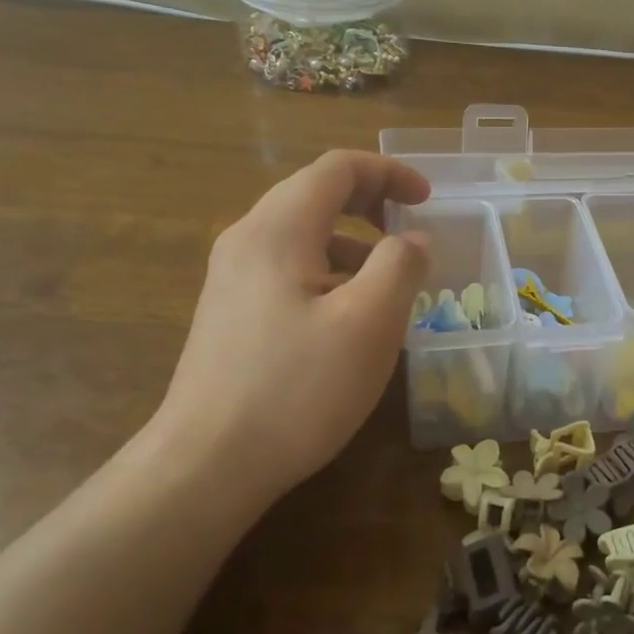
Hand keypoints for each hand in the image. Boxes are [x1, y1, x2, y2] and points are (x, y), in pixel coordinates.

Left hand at [155, 151, 431, 503]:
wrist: (206, 465)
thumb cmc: (297, 388)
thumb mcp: (370, 323)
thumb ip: (400, 266)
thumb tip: (412, 240)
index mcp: (278, 229)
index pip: (337, 168)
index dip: (389, 173)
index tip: (427, 201)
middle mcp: (247, 240)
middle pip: (316, 194)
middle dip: (372, 204)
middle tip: (411, 233)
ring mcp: (231, 278)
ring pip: (303, 236)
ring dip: (353, 244)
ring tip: (388, 288)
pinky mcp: (230, 313)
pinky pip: (288, 270)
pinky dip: (329, 274)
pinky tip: (348, 323)